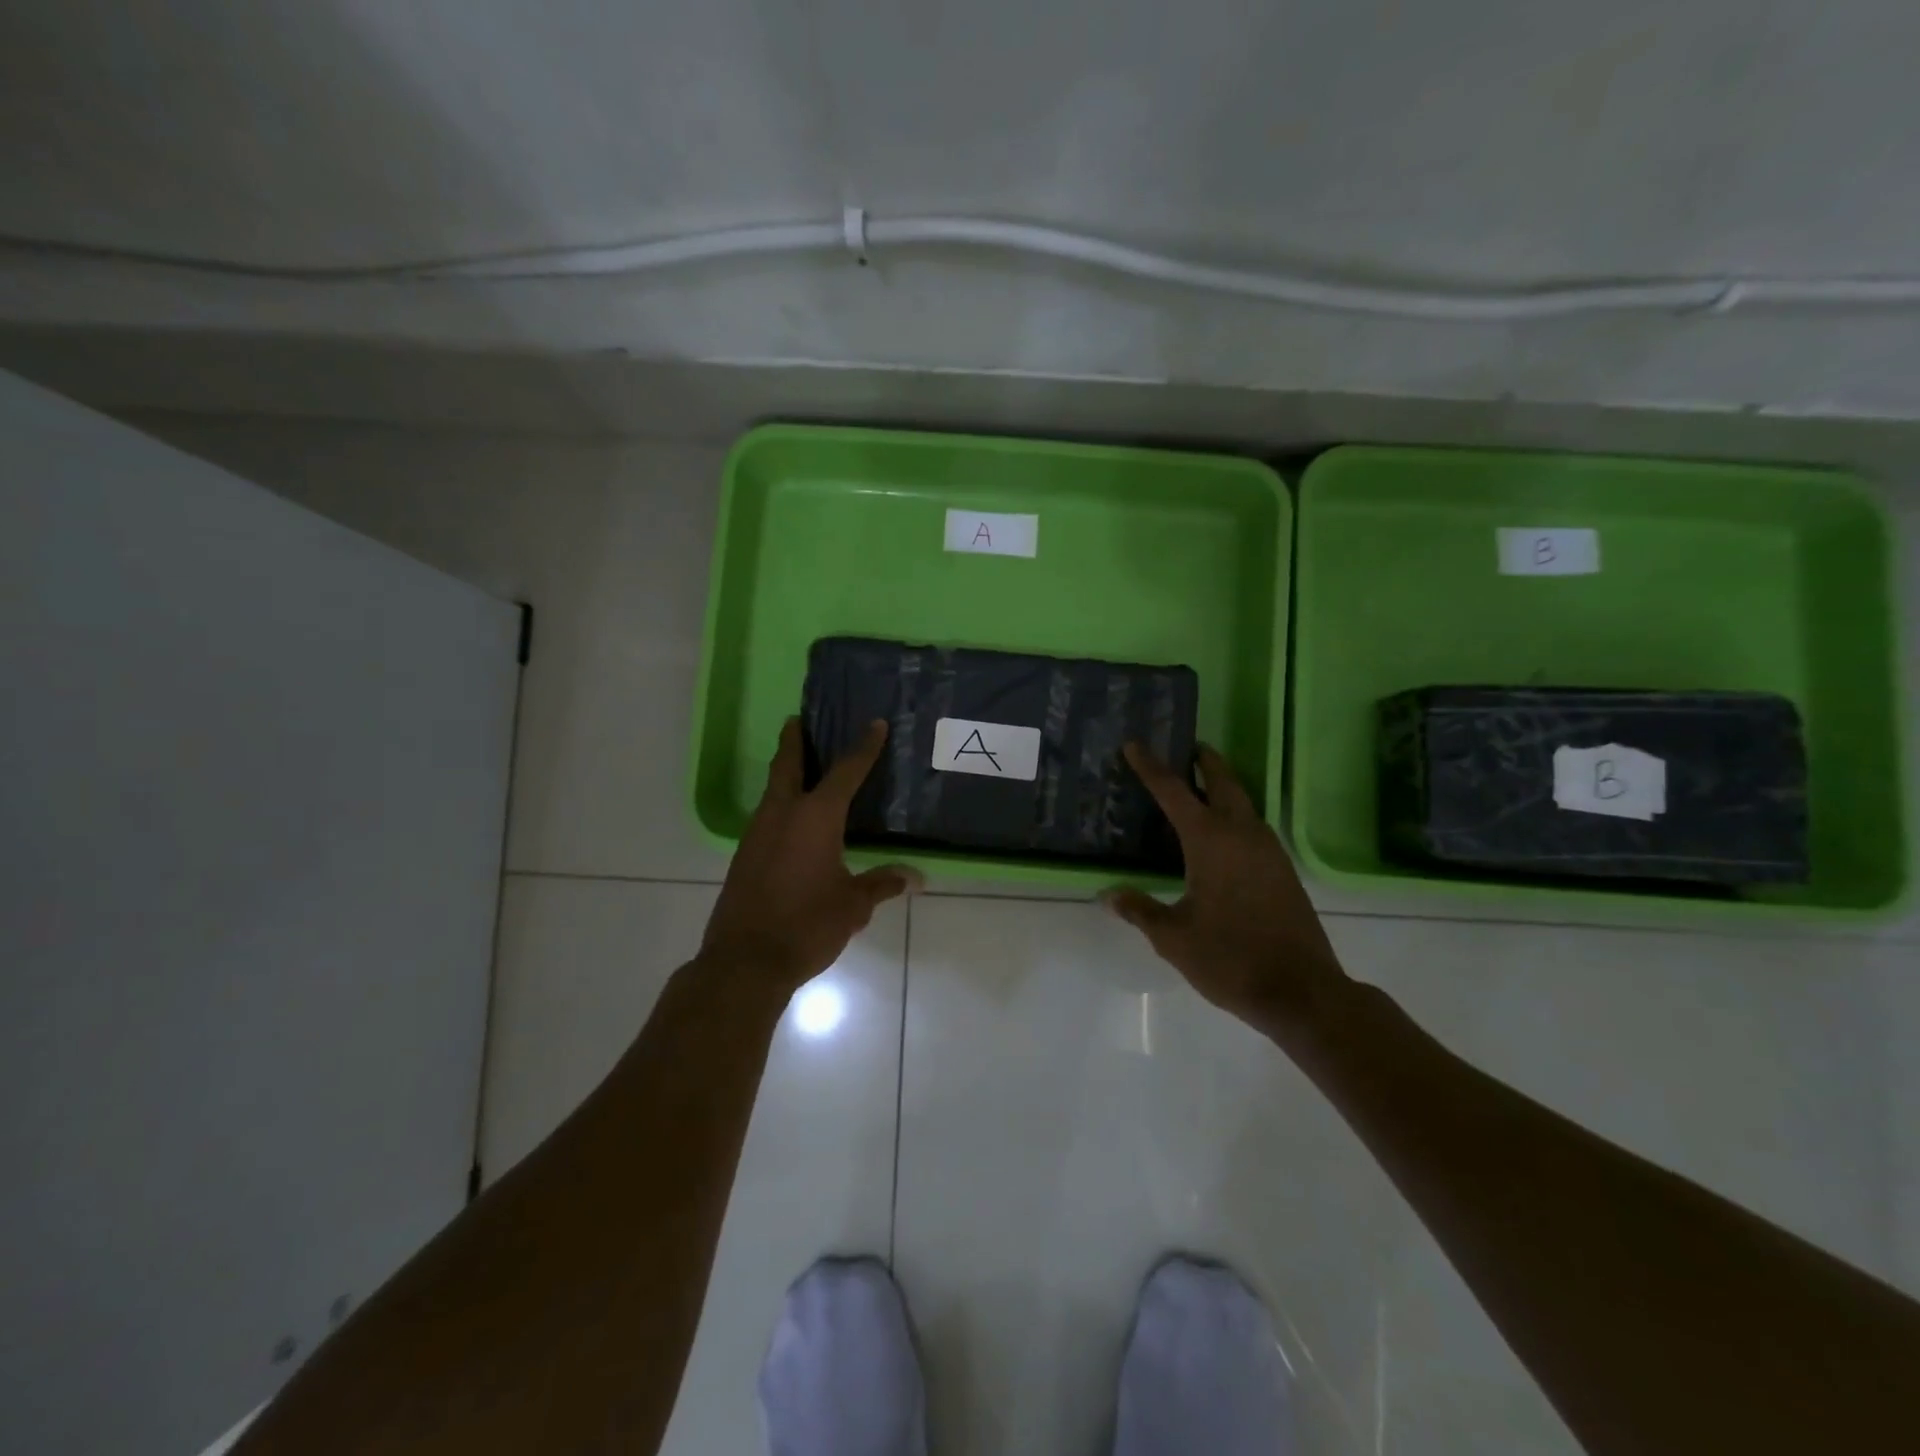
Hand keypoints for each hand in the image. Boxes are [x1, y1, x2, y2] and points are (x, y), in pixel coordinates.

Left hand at [698, 717, 918, 996]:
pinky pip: (766, 817)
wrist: (745, 961)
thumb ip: (881, 884)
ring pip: (772, 791)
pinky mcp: (745, 856)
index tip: (874, 724)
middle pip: (787, 765)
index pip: (845, 771)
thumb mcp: (853, 905)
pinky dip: (780, 805)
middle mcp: (782, 814)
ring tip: (801, 767)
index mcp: (815, 817)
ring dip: (785, 773)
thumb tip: (915, 878)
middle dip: (794, 740)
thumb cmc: (807, 924)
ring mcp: (757, 834)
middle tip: (799, 720)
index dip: (863, 747)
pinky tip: (792, 821)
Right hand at [1103, 742, 1350, 1044]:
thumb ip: (1140, 910)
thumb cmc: (1230, 958)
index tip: (1135, 745)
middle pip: (1222, 783)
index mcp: (1210, 841)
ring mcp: (1268, 850)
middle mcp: (1242, 834)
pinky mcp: (1282, 869)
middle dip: (1203, 761)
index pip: (1173, 791)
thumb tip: (1108, 895)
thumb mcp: (1173, 937)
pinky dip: (1233, 814)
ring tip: (1199, 786)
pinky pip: (1252, 826)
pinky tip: (1221, 834)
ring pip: (1242, 803)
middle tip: (1187, 747)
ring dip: (1221, 787)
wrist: (1301, 990)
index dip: (1151, 767)